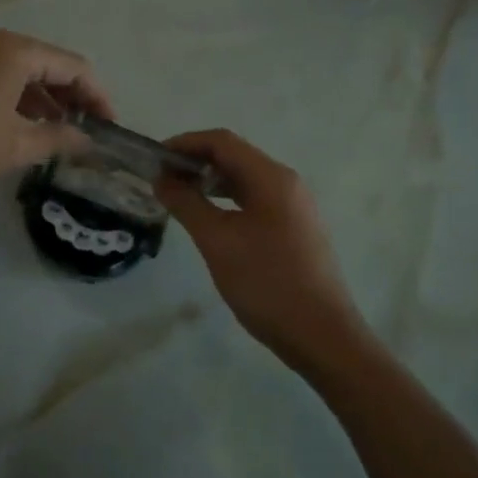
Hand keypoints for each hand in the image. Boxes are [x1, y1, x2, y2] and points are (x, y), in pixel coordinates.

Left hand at [0, 30, 114, 193]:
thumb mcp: (14, 147)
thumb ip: (58, 139)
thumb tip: (88, 140)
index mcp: (16, 52)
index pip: (74, 66)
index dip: (98, 97)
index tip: (109, 128)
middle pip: (49, 64)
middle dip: (72, 97)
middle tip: (86, 132)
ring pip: (23, 71)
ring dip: (45, 100)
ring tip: (59, 135)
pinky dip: (18, 98)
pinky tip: (22, 127)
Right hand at [155, 130, 367, 373]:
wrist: (322, 336)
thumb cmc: (266, 283)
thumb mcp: (217, 241)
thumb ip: (186, 204)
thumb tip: (162, 179)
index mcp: (271, 178)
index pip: (222, 141)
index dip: (185, 143)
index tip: (155, 160)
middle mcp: (287, 183)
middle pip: (235, 157)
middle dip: (196, 162)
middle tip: (162, 181)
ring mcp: (295, 206)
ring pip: (246, 179)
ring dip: (211, 182)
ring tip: (180, 198)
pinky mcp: (296, 228)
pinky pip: (256, 200)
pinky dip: (228, 201)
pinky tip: (210, 220)